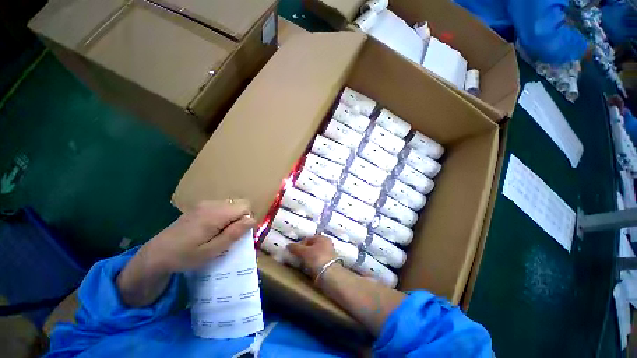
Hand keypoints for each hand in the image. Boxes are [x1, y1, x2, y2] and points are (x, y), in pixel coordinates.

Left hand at [143, 200, 255, 273]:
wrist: (156, 254)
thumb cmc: (185, 256)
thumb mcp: (212, 250)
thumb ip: (234, 233)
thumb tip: (252, 220)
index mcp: (216, 214)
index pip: (246, 207)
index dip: (247, 219)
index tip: (239, 234)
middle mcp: (212, 204)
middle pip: (240, 203)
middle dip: (242, 217)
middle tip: (231, 234)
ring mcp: (205, 204)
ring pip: (232, 204)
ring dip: (234, 217)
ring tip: (222, 232)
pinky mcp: (200, 206)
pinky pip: (222, 206)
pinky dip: (225, 215)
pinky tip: (213, 228)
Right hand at [288, 235, 336, 277]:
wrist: (330, 275)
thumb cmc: (317, 258)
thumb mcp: (304, 252)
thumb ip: (296, 248)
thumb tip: (288, 245)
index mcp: (322, 237)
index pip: (308, 238)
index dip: (300, 244)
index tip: (294, 252)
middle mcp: (327, 243)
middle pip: (311, 246)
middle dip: (304, 251)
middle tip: (297, 258)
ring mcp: (329, 253)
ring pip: (314, 254)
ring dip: (308, 258)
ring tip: (302, 264)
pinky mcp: (329, 263)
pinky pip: (317, 261)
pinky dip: (312, 263)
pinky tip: (308, 268)